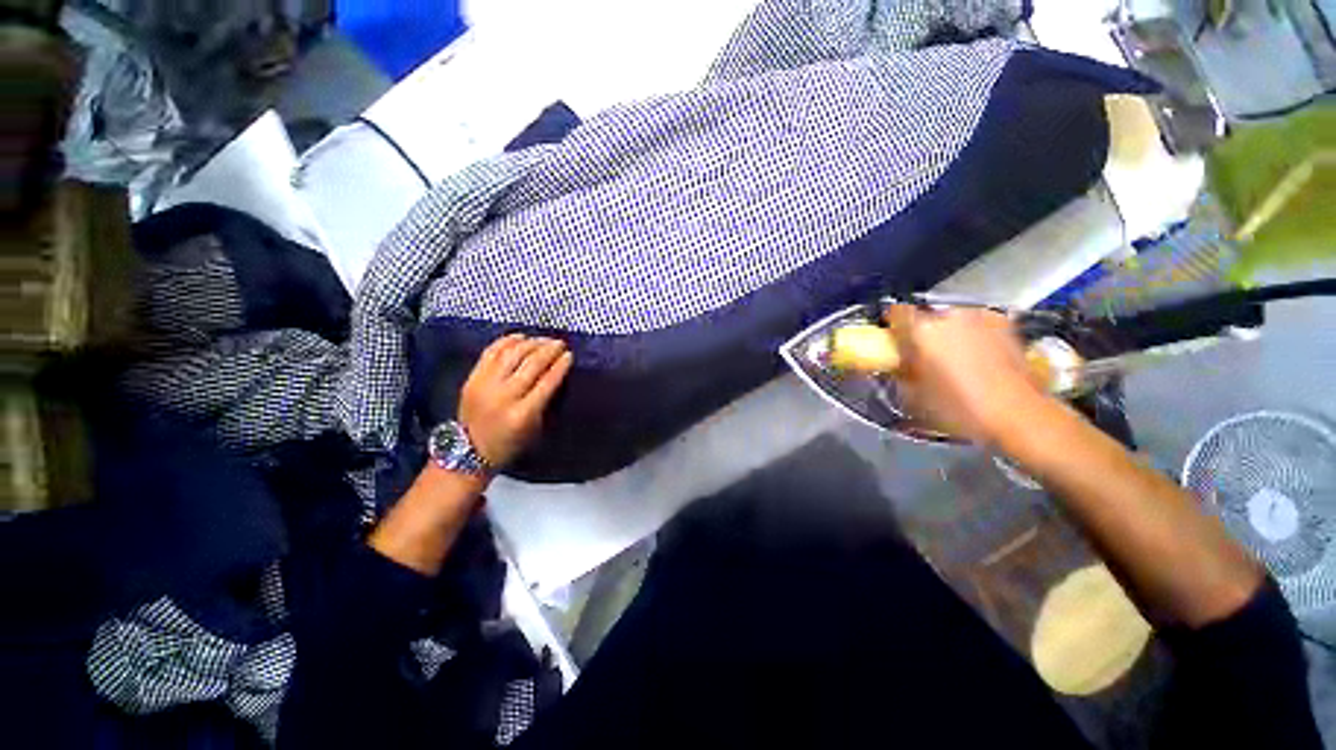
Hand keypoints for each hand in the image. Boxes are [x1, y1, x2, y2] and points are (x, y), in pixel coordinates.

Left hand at [458, 334, 573, 467]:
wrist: (469, 451)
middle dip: (549, 350)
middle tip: (560, 343)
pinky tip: (521, 337)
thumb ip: (545, 401)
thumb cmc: (510, 443)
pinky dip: (507, 341)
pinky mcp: (472, 378)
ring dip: (531, 343)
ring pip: (512, 354)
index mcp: (522, 414)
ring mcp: (485, 385)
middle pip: (531, 364)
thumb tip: (555, 372)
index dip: (560, 365)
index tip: (570, 355)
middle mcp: (503, 396)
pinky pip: (491, 352)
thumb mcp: (535, 428)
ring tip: (544, 339)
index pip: (546, 382)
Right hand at [884, 305, 1050, 444]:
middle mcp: (950, 315)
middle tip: (923, 355)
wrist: (1020, 415)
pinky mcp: (1005, 324)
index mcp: (922, 330)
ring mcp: (981, 316)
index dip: (891, 324)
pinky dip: (972, 336)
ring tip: (955, 359)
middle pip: (926, 315)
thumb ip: (900, 371)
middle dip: (922, 332)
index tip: (892, 337)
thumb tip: (898, 362)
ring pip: (953, 319)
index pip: (896, 311)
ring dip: (949, 333)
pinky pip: (977, 325)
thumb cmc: (960, 408)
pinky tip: (978, 359)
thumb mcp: (913, 396)